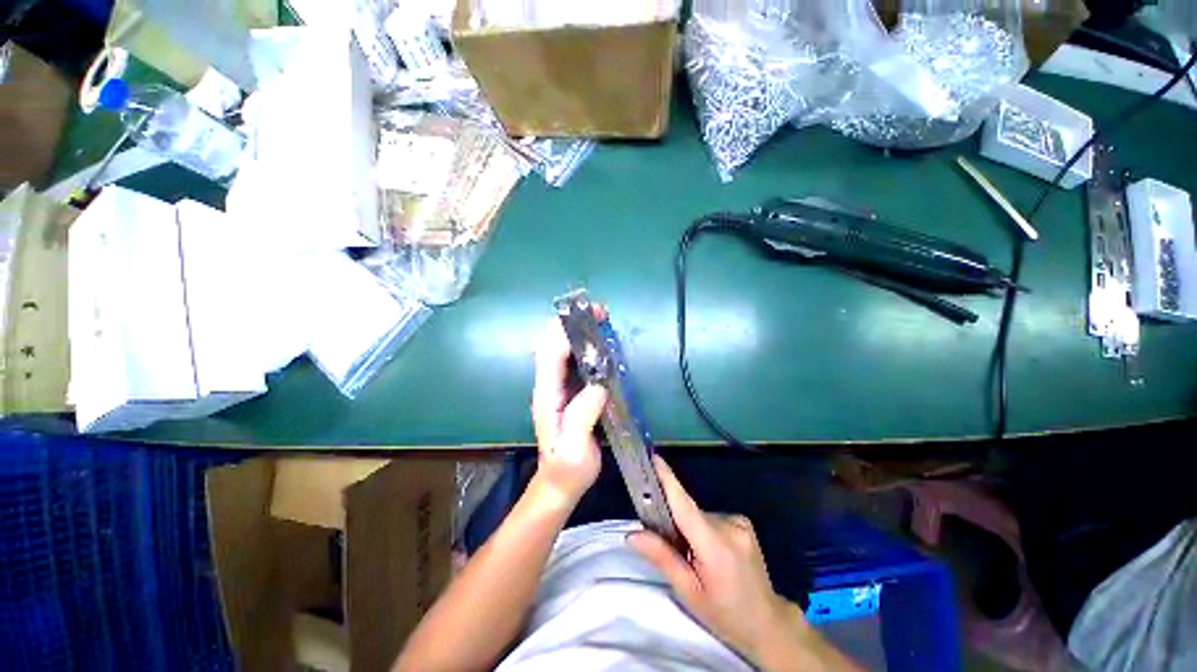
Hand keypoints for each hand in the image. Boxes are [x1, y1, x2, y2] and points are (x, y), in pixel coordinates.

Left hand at [530, 317, 608, 506]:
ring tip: (601, 321)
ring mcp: (557, 388)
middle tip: (599, 312)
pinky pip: (574, 362)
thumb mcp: (574, 447)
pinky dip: (585, 347)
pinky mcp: (568, 393)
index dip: (567, 330)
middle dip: (572, 324)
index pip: (552, 353)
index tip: (589, 316)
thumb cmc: (567, 468)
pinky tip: (601, 345)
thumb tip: (598, 385)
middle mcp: (549, 386)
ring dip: (578, 332)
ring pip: (562, 350)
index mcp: (547, 395)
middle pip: (553, 345)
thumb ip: (582, 415)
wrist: (560, 484)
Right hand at [627, 456, 802, 665]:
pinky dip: (704, 529)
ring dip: (691, 528)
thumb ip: (662, 557)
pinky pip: (712, 518)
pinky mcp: (743, 521)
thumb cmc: (725, 614)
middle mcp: (729, 525)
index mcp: (715, 546)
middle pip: (689, 512)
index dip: (668, 480)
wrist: (767, 623)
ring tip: (696, 558)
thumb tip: (633, 534)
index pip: (685, 505)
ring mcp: (740, 522)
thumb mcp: (689, 592)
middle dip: (676, 523)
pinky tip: (712, 553)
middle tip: (672, 548)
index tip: (653, 458)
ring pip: (700, 515)